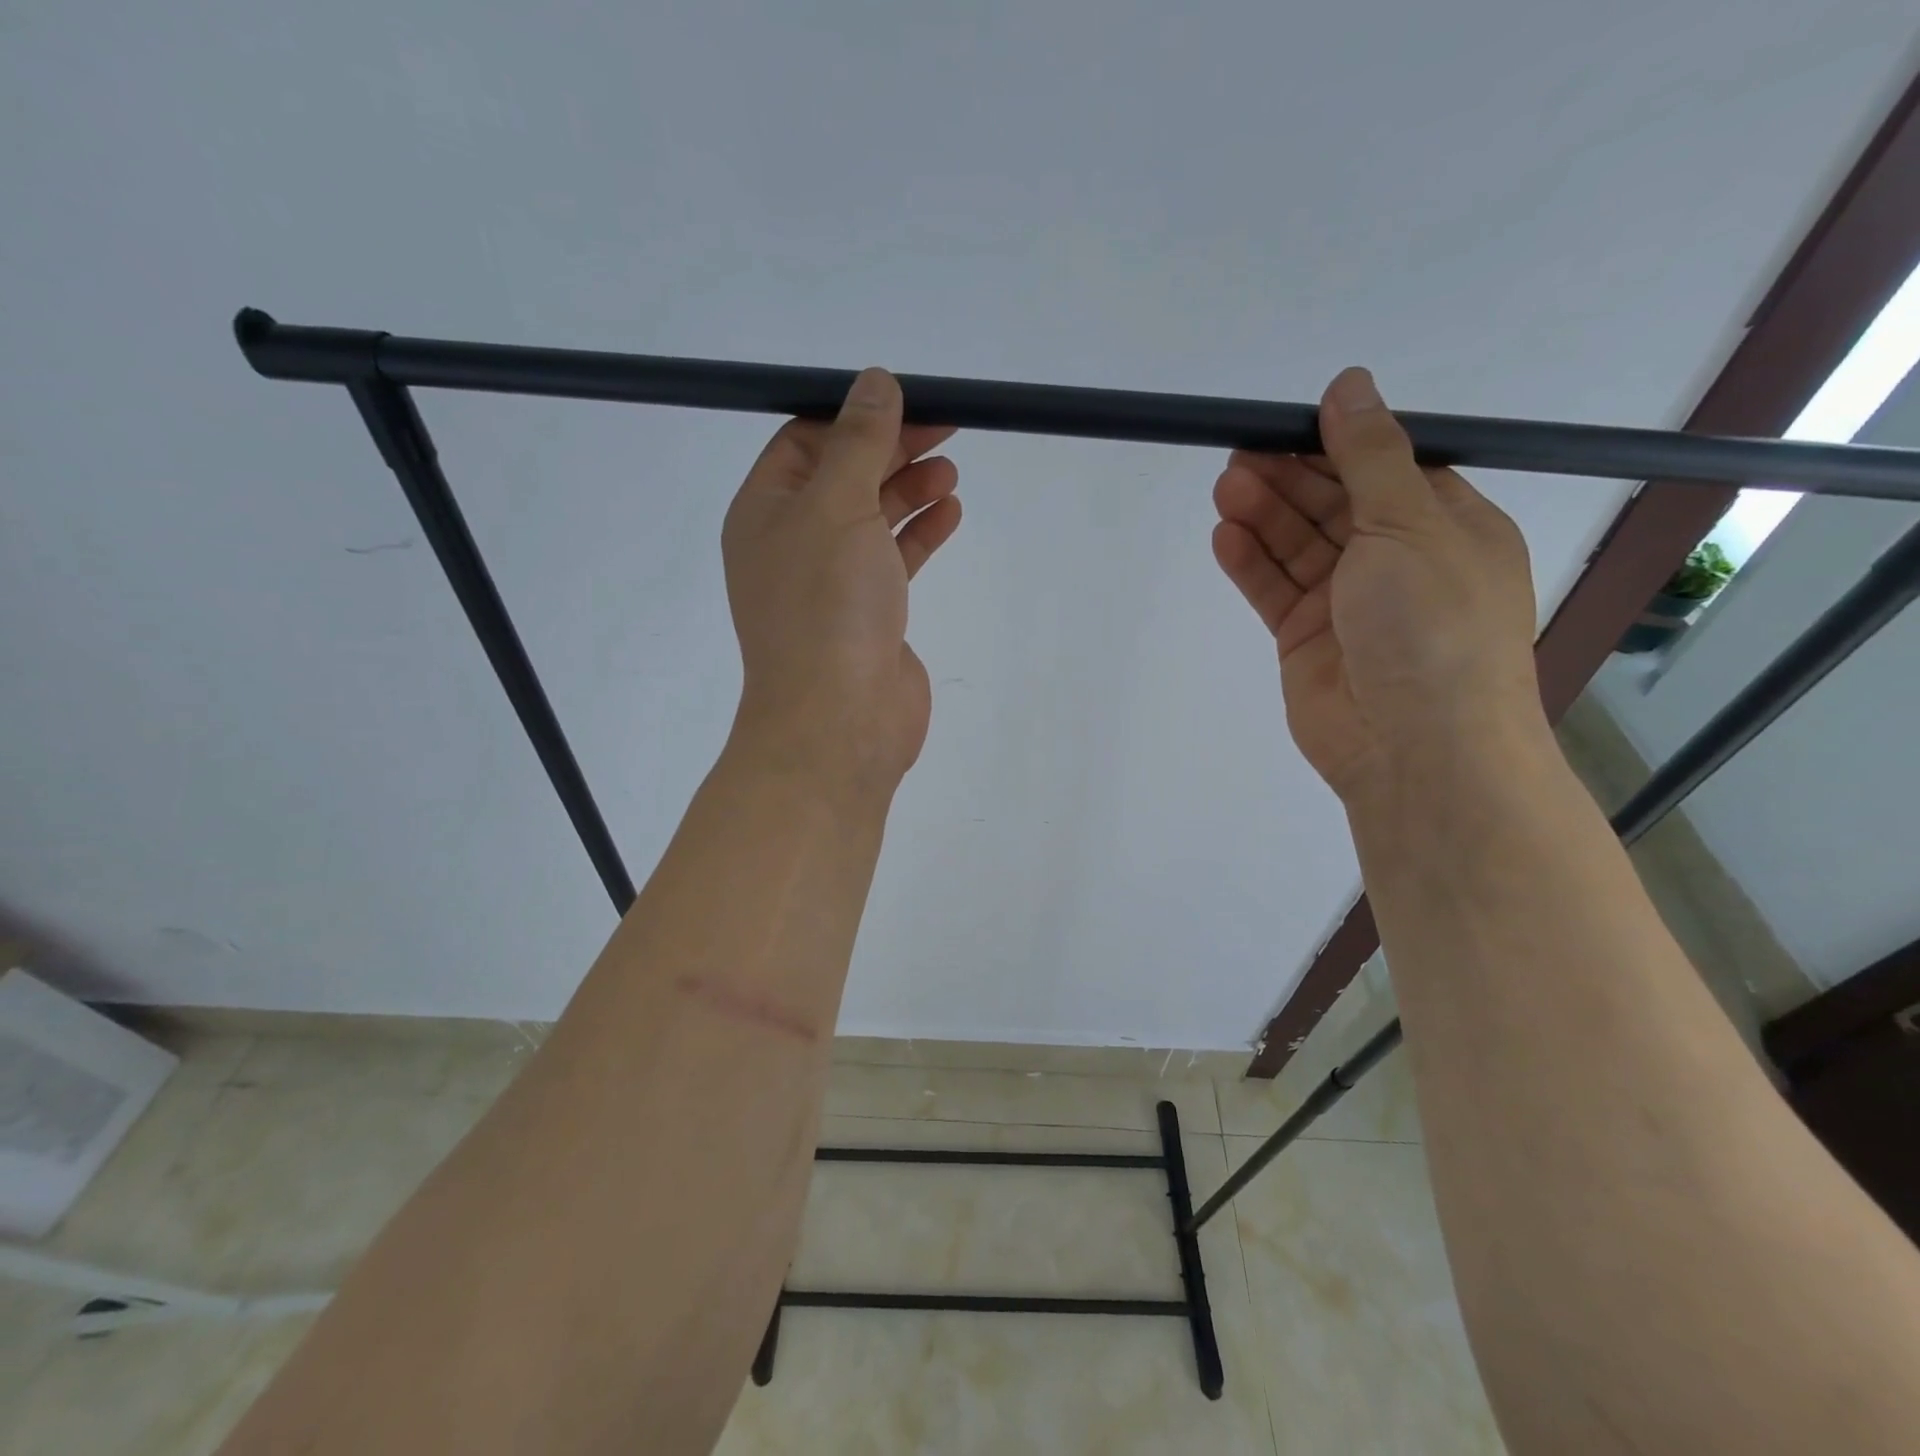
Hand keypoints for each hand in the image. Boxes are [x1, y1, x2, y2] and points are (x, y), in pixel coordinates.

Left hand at [722, 369, 961, 795]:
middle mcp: (792, 544)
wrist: (840, 721)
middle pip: (843, 477)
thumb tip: (875, 381)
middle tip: (946, 428)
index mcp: (764, 512)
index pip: (805, 443)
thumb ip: (859, 442)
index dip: (854, 416)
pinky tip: (950, 513)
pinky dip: (919, 534)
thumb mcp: (838, 506)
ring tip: (951, 471)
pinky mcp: (868, 616)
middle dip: (891, 450)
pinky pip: (892, 560)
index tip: (907, 400)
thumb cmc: (827, 606)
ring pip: (871, 519)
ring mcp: (830, 584)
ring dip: (909, 490)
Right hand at [1211, 368, 1543, 805]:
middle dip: (1288, 479)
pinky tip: (1225, 538)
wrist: (1415, 747)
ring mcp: (1348, 603)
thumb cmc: (1432, 625)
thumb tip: (1350, 384)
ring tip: (1225, 489)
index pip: (1385, 469)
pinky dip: (1251, 563)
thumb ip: (1370, 457)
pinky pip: (1274, 590)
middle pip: (1332, 505)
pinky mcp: (1305, 638)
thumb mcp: (1410, 526)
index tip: (1288, 424)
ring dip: (1263, 516)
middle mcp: (1397, 561)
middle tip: (1239, 455)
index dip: (1337, 444)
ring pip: (1297, 546)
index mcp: (1445, 527)